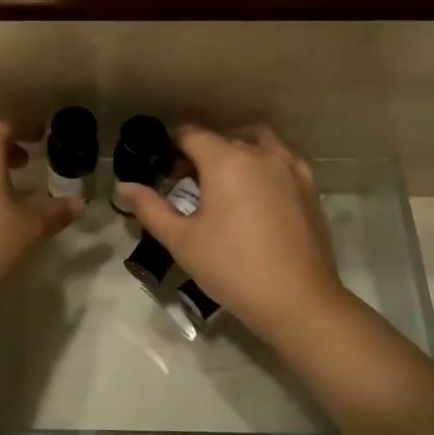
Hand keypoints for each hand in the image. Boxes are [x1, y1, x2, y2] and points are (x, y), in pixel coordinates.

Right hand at [119, 125, 347, 343]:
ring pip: (260, 139)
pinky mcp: (309, 187)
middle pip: (224, 137)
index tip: (162, 167)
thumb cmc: (232, 268)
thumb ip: (150, 208)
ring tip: (226, 177)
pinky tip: (258, 190)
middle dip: (202, 150)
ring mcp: (290, 168)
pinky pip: (284, 158)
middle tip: (187, 180)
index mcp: (226, 161)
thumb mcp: (181, 241)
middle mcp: (260, 154)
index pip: (191, 135)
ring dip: (238, 147)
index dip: (171, 145)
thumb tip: (123, 186)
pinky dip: (266, 161)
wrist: (297, 299)